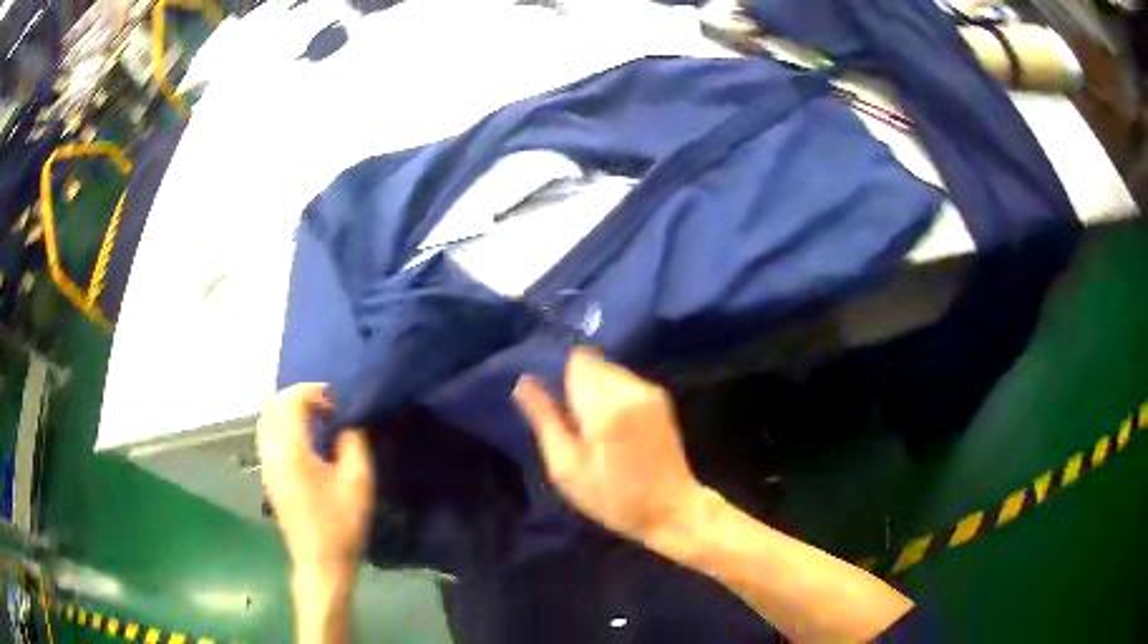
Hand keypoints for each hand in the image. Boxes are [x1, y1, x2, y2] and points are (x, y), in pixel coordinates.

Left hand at [256, 384, 374, 575]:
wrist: (321, 562)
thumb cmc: (341, 523)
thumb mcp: (358, 480)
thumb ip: (354, 442)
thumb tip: (347, 423)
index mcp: (290, 449)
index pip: (291, 400)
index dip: (314, 392)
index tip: (337, 404)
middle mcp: (270, 451)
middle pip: (273, 404)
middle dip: (299, 396)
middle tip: (327, 407)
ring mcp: (266, 464)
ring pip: (266, 419)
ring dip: (289, 410)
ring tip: (316, 420)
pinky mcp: (268, 476)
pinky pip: (267, 435)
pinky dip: (283, 425)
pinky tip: (306, 441)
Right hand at [513, 347, 702, 544]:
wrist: (670, 509)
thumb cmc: (612, 497)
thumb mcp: (566, 468)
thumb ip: (545, 420)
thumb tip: (524, 382)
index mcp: (605, 406)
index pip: (575, 360)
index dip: (559, 376)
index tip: (554, 404)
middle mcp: (631, 388)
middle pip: (592, 363)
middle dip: (575, 384)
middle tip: (571, 423)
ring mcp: (649, 391)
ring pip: (608, 370)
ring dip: (594, 390)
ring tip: (592, 428)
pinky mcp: (660, 398)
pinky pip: (624, 381)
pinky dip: (612, 396)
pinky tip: (613, 427)